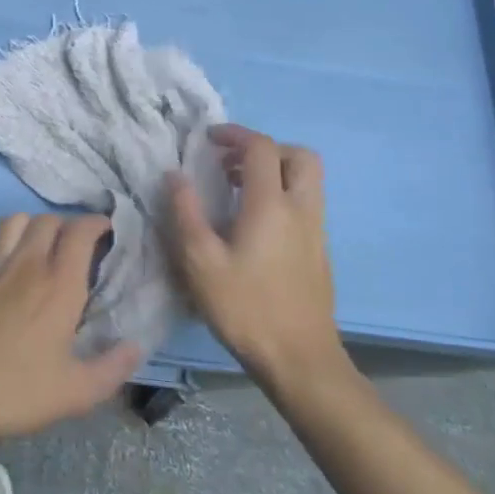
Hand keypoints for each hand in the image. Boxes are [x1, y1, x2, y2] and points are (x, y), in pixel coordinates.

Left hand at [0, 214, 144, 444]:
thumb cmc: (17, 392)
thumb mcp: (77, 392)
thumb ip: (113, 367)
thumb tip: (137, 346)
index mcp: (59, 284)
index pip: (80, 231)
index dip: (96, 223)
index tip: (106, 231)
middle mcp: (27, 263)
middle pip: (48, 220)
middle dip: (66, 226)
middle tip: (74, 247)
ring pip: (13, 221)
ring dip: (30, 226)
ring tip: (38, 248)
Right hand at [167, 124, 347, 388]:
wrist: (299, 359)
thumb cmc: (245, 307)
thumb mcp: (200, 261)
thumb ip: (185, 212)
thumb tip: (174, 174)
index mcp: (271, 204)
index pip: (262, 147)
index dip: (235, 134)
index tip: (208, 139)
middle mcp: (301, 209)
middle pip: (299, 156)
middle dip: (266, 149)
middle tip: (231, 163)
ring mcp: (316, 231)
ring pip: (307, 181)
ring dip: (275, 172)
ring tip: (236, 191)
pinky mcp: (320, 251)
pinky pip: (306, 204)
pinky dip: (282, 196)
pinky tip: (253, 225)